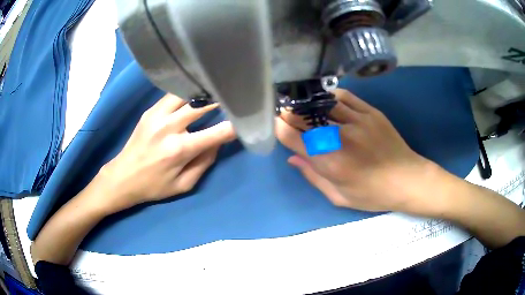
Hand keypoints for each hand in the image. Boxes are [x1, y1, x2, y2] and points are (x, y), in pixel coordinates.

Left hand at [96, 94, 235, 212]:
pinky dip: (186, 94)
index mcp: (179, 150)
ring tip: (214, 91)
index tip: (245, 120)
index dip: (234, 126)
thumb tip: (219, 141)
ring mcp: (157, 115)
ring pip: (186, 93)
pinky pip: (172, 95)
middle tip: (231, 96)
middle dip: (220, 99)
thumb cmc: (154, 186)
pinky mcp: (149, 111)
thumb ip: (205, 162)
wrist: (123, 177)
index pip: (216, 133)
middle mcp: (168, 127)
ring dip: (202, 93)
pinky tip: (193, 95)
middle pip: (201, 104)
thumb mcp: (184, 185)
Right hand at [276, 89, 436, 213]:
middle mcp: (341, 138)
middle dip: (291, 114)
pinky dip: (331, 97)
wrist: (407, 180)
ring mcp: (358, 121)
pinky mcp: (371, 113)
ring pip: (324, 104)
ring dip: (309, 103)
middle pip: (306, 118)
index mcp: (331, 163)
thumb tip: (292, 159)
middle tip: (285, 112)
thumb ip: (314, 177)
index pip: (294, 139)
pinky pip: (346, 97)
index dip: (280, 128)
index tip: (275, 123)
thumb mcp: (340, 197)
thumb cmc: (373, 194)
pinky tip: (327, 100)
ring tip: (303, 104)